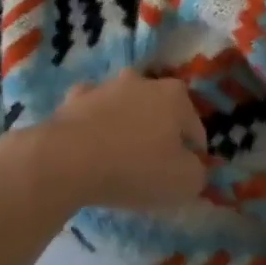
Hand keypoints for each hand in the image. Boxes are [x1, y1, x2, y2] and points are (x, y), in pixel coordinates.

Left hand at [28, 69, 208, 212]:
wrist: (68, 160)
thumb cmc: (134, 169)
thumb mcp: (183, 183)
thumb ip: (198, 173)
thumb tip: (194, 166)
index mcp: (176, 96)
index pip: (195, 129)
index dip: (193, 156)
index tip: (182, 177)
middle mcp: (145, 81)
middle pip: (161, 111)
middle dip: (161, 133)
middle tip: (151, 166)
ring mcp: (108, 86)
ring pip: (126, 106)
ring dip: (127, 124)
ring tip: (119, 157)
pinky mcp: (76, 97)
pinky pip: (93, 111)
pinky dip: (95, 123)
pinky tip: (90, 144)